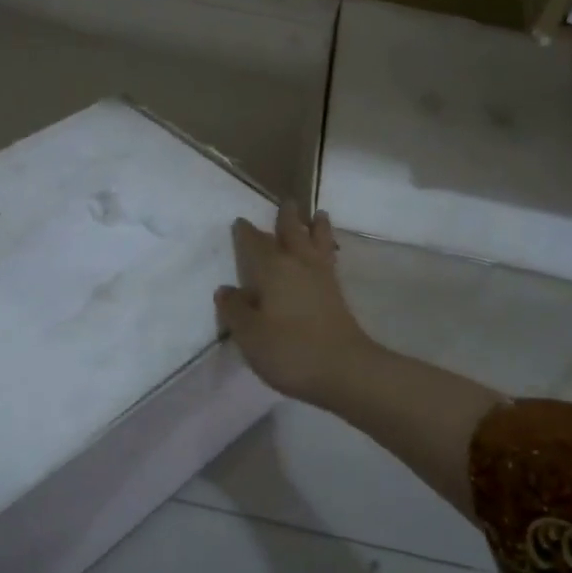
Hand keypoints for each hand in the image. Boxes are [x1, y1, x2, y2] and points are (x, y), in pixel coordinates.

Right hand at [215, 202, 376, 405]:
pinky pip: (329, 259)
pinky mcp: (337, 295)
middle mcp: (298, 265)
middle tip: (287, 202)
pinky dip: (328, 247)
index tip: (240, 221)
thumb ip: (235, 310)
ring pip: (318, 242)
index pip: (255, 243)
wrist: (345, 370)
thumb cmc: (290, 351)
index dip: (246, 232)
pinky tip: (326, 253)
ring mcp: (322, 279)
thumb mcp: (250, 335)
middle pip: (292, 233)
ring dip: (316, 227)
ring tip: (318, 215)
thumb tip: (226, 289)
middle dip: (287, 218)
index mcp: (273, 269)